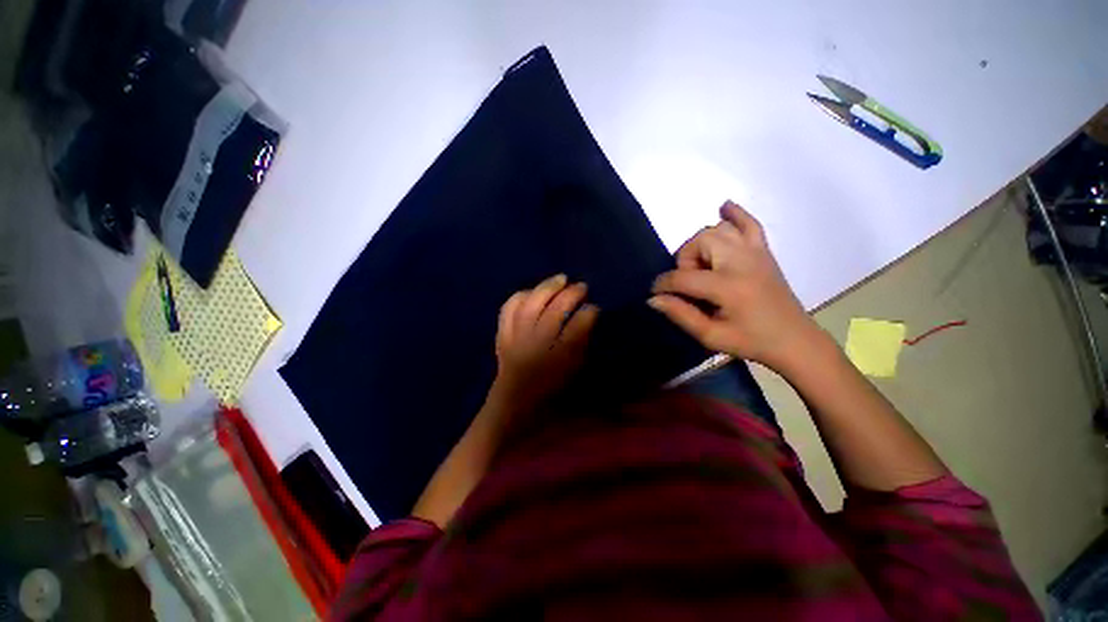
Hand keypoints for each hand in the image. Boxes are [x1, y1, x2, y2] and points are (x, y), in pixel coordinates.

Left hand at [490, 274, 598, 413]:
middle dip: (571, 294)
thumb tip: (588, 317)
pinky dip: (521, 295)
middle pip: (555, 311)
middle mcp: (536, 344)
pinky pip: (508, 308)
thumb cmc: (549, 391)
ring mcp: (516, 337)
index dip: (589, 313)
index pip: (577, 327)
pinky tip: (532, 291)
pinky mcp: (502, 334)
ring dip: (547, 287)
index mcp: (557, 358)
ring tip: (561, 279)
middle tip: (582, 286)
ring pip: (531, 304)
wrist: (513, 402)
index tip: (595, 307)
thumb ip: (581, 344)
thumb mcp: (573, 371)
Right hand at [649, 201, 817, 369]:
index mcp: (728, 286)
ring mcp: (756, 253)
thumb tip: (653, 299)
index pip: (683, 277)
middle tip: (689, 284)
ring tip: (703, 265)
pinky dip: (735, 214)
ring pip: (718, 229)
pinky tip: (724, 208)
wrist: (794, 341)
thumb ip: (680, 314)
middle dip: (685, 260)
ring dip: (702, 244)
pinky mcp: (764, 252)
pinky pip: (750, 223)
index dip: (663, 285)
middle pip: (700, 241)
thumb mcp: (710, 336)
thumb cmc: (751, 342)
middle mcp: (742, 262)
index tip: (655, 294)